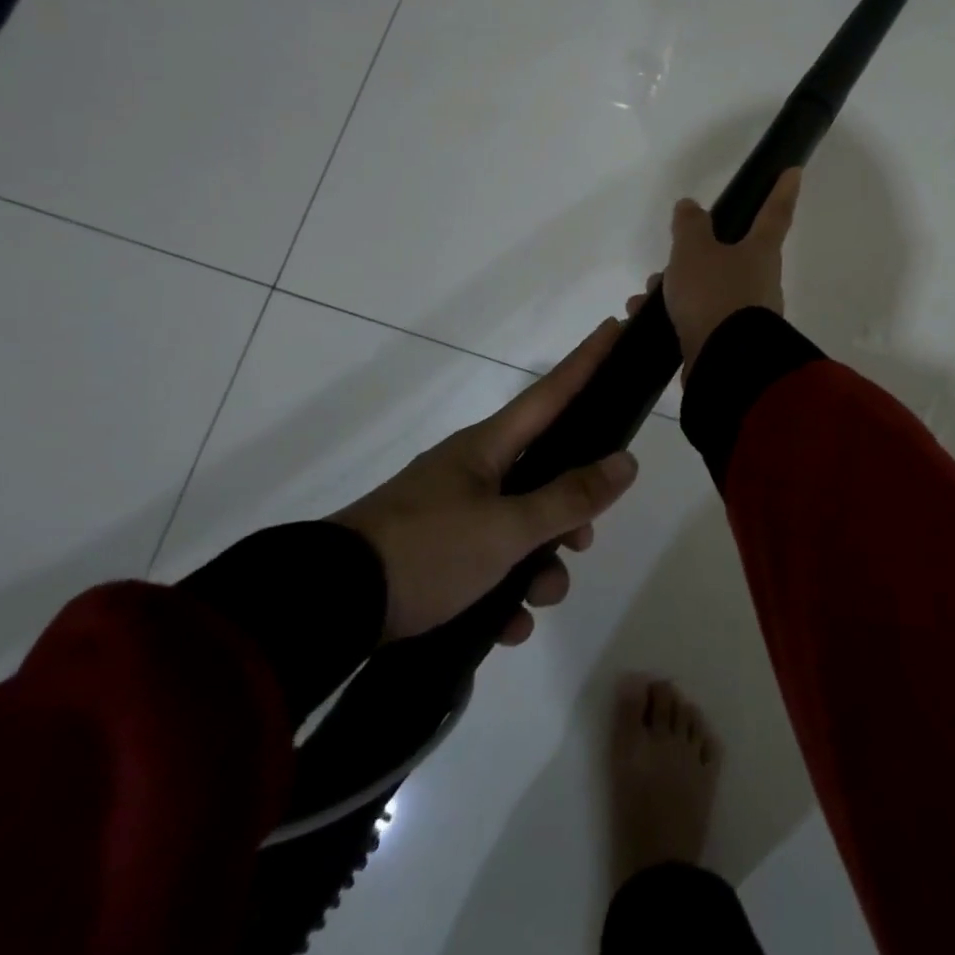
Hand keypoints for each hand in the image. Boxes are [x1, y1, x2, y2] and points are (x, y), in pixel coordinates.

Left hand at [329, 319, 638, 643]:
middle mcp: (473, 471)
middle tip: (583, 541)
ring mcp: (451, 512)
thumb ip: (569, 498)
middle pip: (544, 472)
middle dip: (571, 510)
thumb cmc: (427, 550)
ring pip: (520, 525)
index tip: (614, 327)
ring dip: (540, 564)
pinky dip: (504, 592)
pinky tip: (508, 627)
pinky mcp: (433, 554)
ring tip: (537, 602)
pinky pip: (488, 563)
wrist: (327, 608)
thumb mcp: (507, 528)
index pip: (552, 392)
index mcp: (488, 447)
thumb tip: (626, 462)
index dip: (587, 361)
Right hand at [643, 168, 801, 376]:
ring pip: (709, 288)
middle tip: (669, 259)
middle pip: (730, 255)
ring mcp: (747, 313)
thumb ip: (690, 225)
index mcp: (761, 252)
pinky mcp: (730, 341)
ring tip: (645, 296)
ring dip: (676, 288)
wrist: (725, 363)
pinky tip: (645, 320)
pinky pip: (699, 317)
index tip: (794, 170)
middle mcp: (761, 280)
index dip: (782, 190)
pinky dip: (674, 314)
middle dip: (696, 255)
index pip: (775, 212)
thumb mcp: (694, 251)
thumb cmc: (714, 295)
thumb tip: (690, 206)